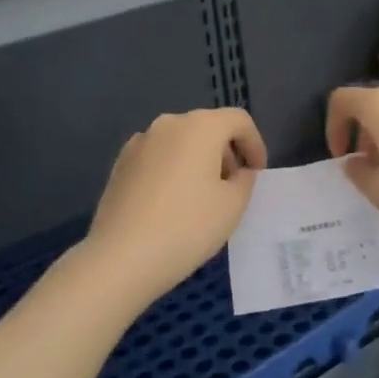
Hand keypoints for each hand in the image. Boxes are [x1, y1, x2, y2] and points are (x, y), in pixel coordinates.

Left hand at [85, 109, 266, 305]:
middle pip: (207, 127)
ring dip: (197, 160)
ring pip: (180, 142)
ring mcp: (140, 142)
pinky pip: (157, 157)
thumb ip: (244, 181)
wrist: (121, 257)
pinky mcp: (120, 163)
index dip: (255, 143)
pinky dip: (172, 169)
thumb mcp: (232, 206)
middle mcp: (168, 124)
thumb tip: (239, 172)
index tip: (258, 172)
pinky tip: (170, 203)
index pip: (238, 120)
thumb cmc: (186, 227)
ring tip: (201, 198)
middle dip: (226, 152)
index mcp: (200, 126)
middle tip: (233, 187)